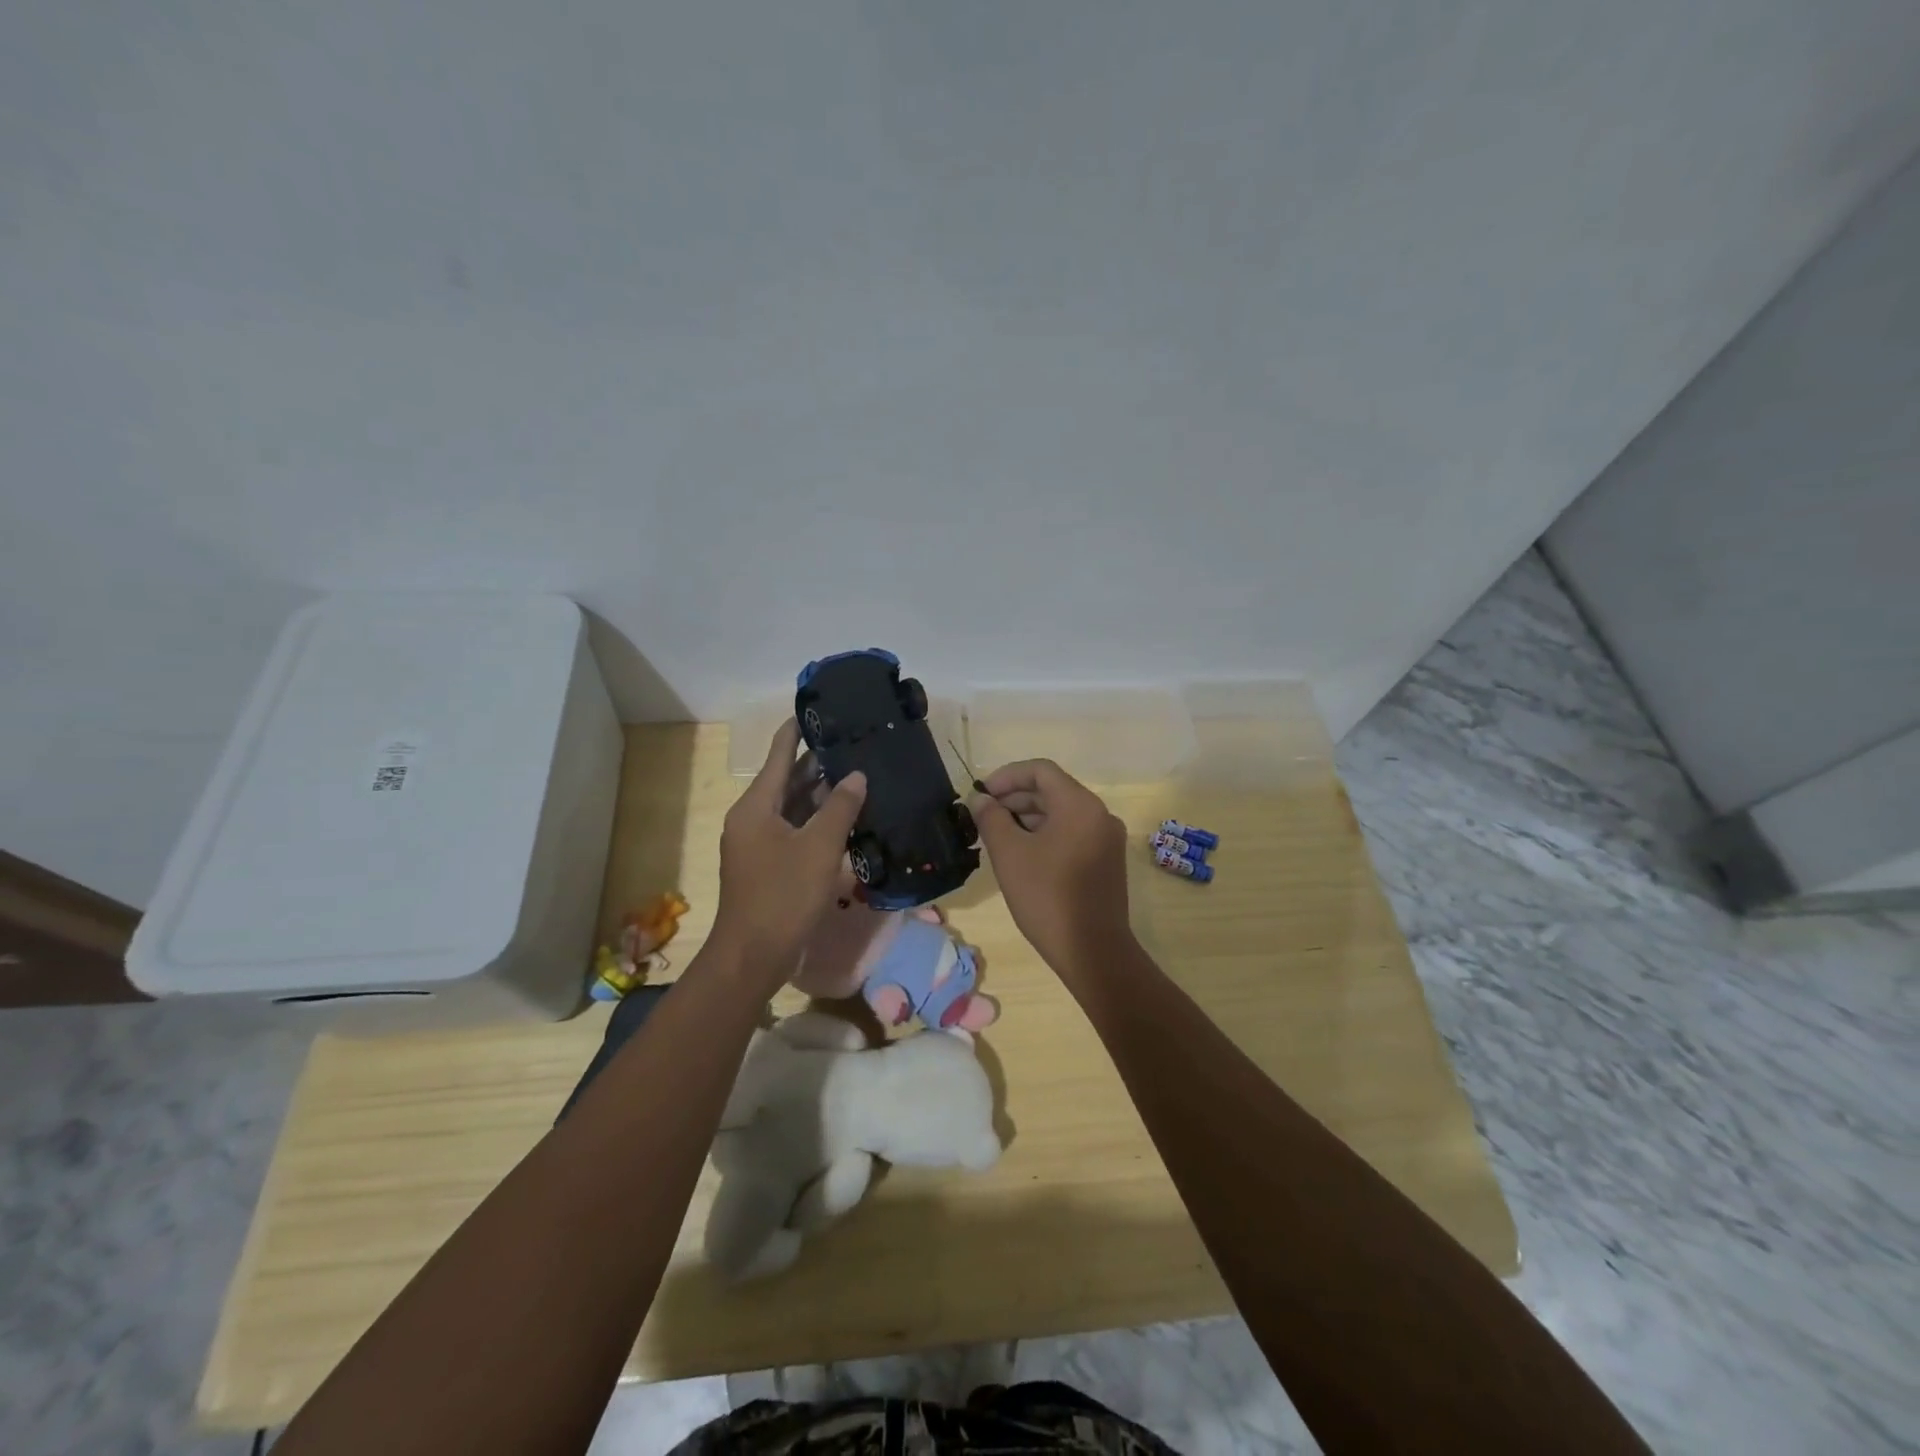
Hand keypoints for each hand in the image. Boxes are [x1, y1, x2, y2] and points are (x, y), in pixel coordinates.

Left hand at [712, 721, 866, 981]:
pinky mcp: (770, 867)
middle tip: (852, 742)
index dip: (796, 730)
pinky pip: (795, 832)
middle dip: (817, 763)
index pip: (778, 755)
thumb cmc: (784, 896)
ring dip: (820, 794)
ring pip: (793, 808)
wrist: (754, 956)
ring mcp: (759, 844)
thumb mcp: (819, 848)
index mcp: (756, 806)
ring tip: (856, 774)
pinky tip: (846, 818)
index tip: (817, 708)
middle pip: (786, 781)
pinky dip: (817, 822)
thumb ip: (840, 808)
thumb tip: (857, 776)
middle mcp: (753, 819)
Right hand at [969, 759, 1134, 982]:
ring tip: (997, 836)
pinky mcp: (1107, 861)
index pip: (1041, 770)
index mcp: (1080, 805)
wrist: (1093, 952)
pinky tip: (1022, 854)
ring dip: (1028, 818)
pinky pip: (1072, 834)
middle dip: (1015, 798)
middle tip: (983, 817)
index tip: (981, 795)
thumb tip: (980, 800)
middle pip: (1052, 791)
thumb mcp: (1009, 854)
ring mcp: (1107, 839)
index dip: (1007, 776)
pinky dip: (1046, 835)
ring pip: (1062, 814)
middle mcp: (1099, 814)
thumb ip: (991, 818)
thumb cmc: (1047, 897)